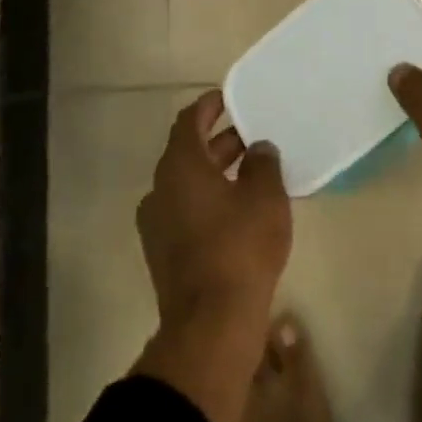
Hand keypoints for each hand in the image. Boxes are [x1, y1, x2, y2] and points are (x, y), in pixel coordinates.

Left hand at [132, 91, 290, 421]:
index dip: (209, 106)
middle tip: (252, 136)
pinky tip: (238, 209)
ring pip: (187, 184)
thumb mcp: (265, 197)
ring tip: (252, 171)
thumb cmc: (240, 247)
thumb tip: (258, 148)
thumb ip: (263, 163)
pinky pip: (186, 210)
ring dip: (215, 172)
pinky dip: (208, 199)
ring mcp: (157, 223)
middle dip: (220, 141)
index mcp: (180, 166)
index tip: (229, 99)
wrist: (212, 322)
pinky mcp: (163, 251)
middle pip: (188, 152)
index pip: (189, 122)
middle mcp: (160, 189)